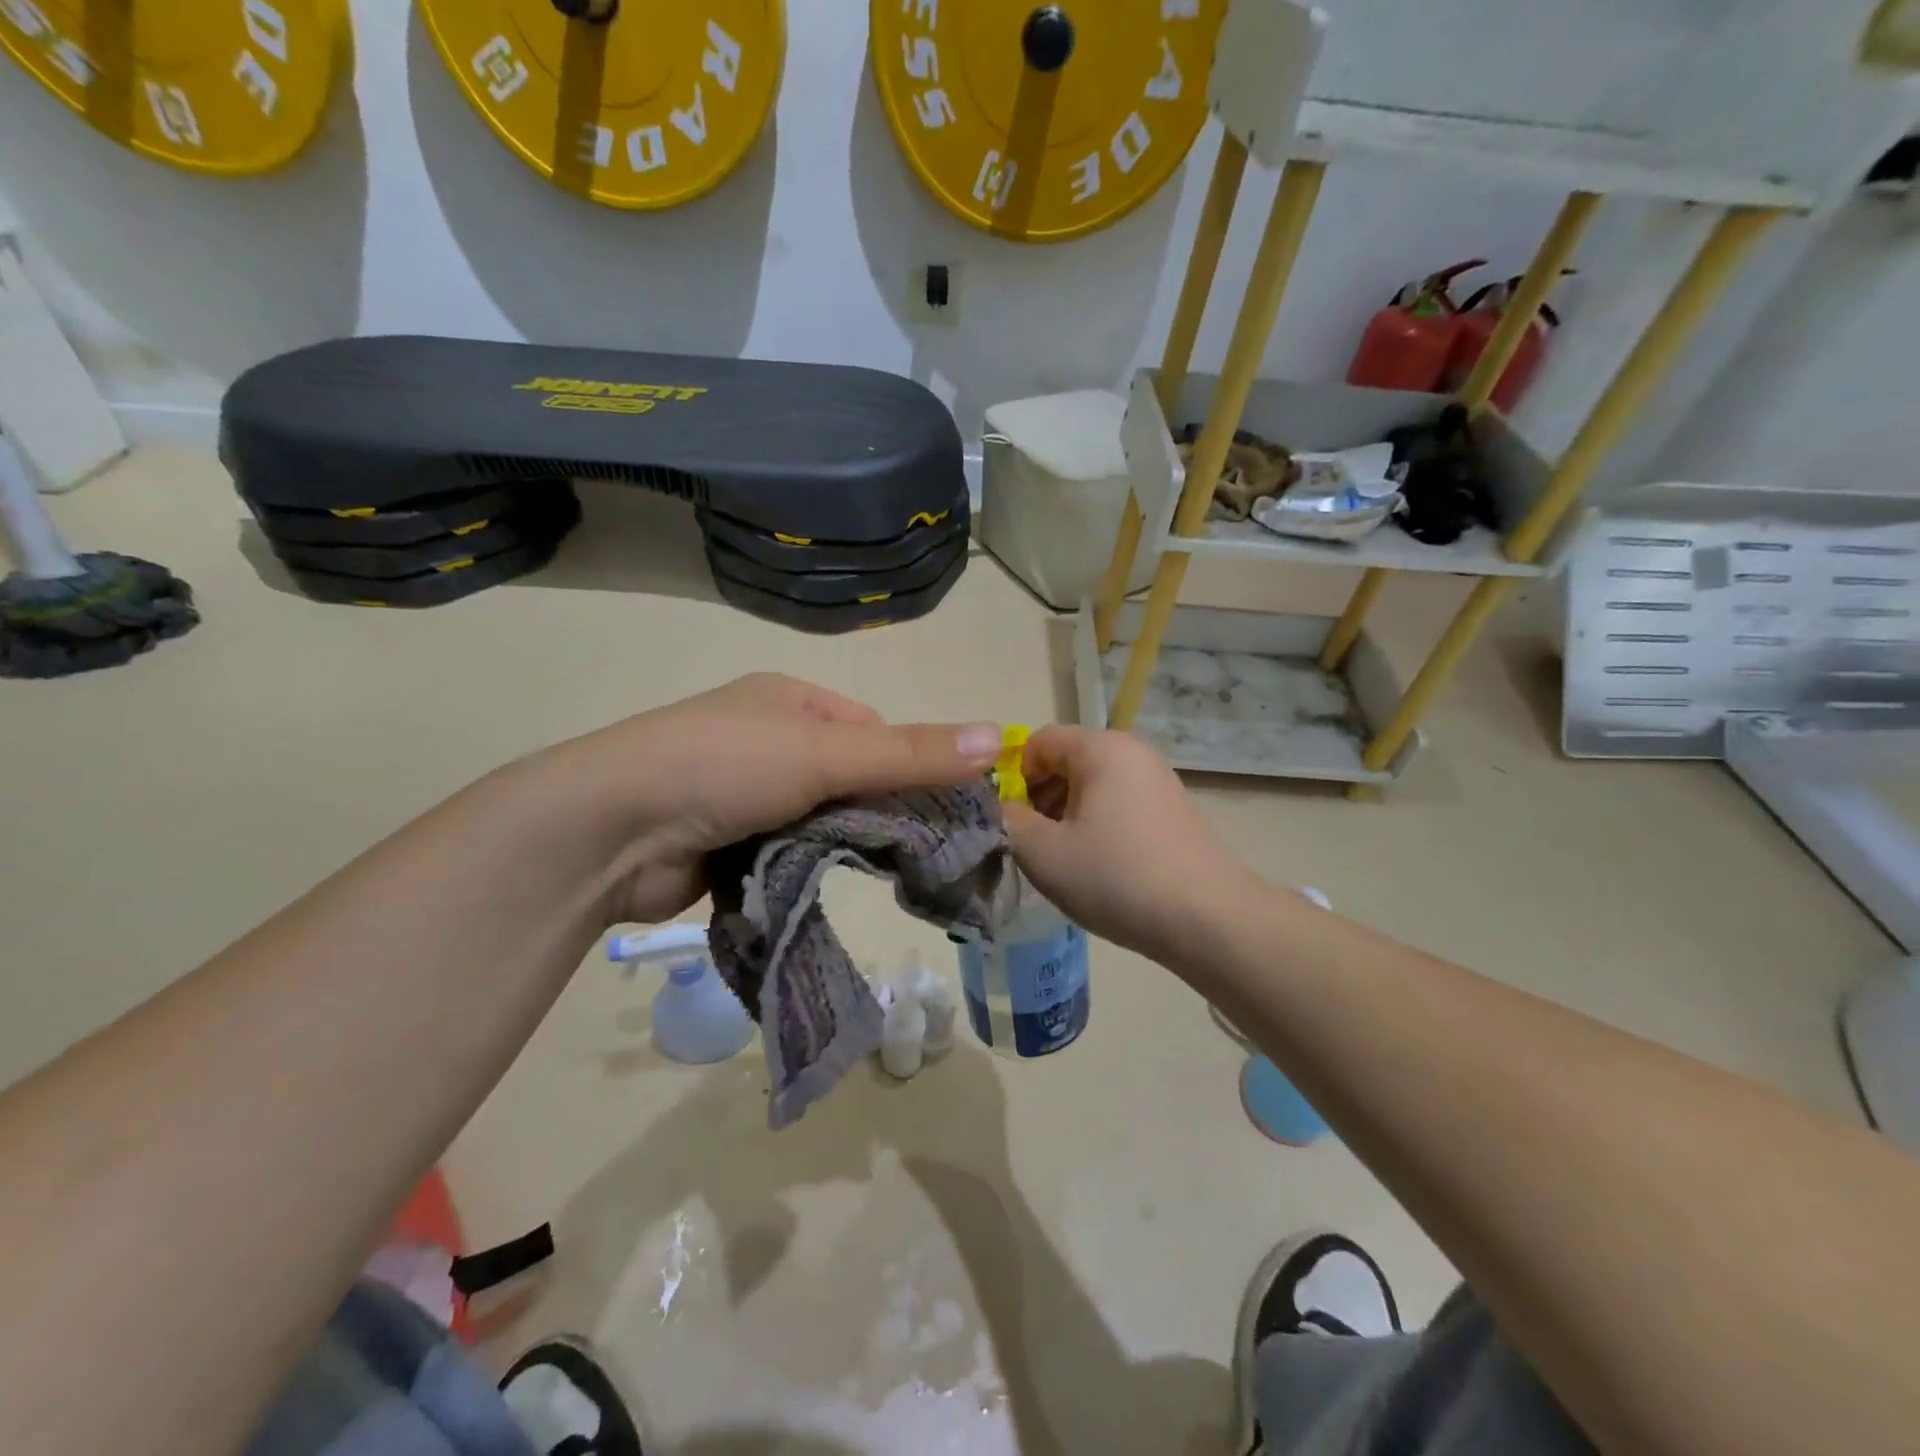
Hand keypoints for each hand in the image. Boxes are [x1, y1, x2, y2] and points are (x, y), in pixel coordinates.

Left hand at [549, 674, 1002, 923]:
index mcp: (790, 700)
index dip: (910, 764)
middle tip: (922, 853)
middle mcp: (769, 739)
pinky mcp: (727, 842)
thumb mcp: (827, 753)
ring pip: (821, 817)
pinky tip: (830, 886)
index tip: (944, 809)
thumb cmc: (724, 766)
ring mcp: (744, 792)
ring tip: (883, 875)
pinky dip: (809, 866)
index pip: (873, 730)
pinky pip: (788, 850)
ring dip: (843, 842)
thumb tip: (998, 738)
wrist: (609, 830)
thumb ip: (911, 754)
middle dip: (878, 810)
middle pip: (850, 775)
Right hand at [1004, 726, 1256, 967]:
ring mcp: (1158, 781)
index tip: (1011, 823)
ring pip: (1091, 787)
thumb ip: (1007, 821)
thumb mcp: (1043, 853)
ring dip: (1066, 818)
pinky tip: (1100, 869)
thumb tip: (999, 807)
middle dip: (1040, 800)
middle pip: (1065, 762)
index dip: (1012, 779)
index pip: (1036, 742)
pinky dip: (1097, 828)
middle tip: (1034, 847)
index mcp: (1101, 748)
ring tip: (1065, 863)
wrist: (1208, 921)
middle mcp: (1133, 753)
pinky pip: (1118, 806)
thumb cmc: (1116, 877)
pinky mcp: (1172, 812)